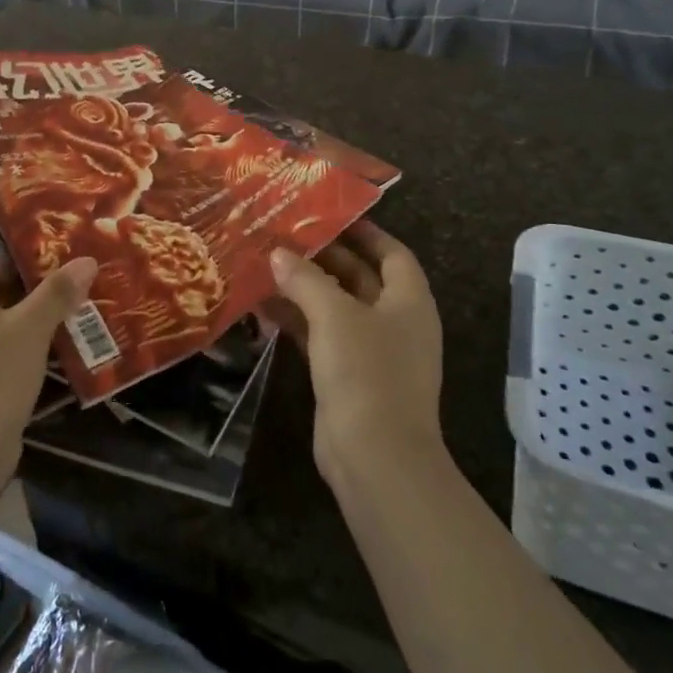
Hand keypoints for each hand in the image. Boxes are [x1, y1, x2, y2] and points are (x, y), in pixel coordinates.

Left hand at [0, 202, 98, 486]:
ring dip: (34, 292)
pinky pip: (4, 332)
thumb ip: (57, 293)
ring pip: (1, 301)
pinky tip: (66, 319)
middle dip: (31, 252)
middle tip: (72, 230)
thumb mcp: (27, 330)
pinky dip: (30, 323)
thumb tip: (87, 260)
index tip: (31, 184)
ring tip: (78, 270)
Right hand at [269, 221, 444, 487]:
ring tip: (266, 265)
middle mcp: (395, 322)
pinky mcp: (348, 377)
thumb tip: (279, 254)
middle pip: (361, 278)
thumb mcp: (334, 315)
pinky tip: (263, 308)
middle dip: (325, 258)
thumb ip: (305, 279)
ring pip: (336, 308)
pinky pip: (321, 336)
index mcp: (409, 301)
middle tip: (285, 236)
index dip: (365, 232)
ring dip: (305, 289)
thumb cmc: (366, 371)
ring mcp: (372, 352)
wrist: (376, 457)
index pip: (392, 254)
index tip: (329, 216)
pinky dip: (297, 321)